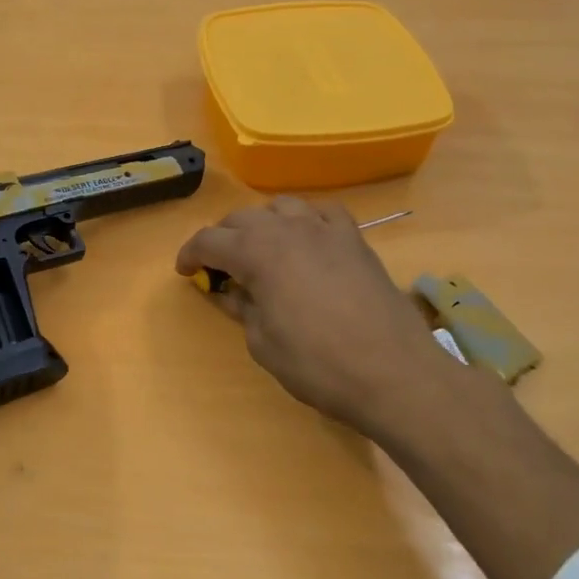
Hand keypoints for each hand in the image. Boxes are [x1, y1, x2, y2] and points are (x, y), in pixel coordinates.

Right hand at [174, 197, 447, 438]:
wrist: (393, 371)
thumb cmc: (317, 364)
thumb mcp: (263, 343)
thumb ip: (243, 309)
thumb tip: (231, 292)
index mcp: (257, 253)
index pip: (210, 240)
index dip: (191, 254)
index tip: (185, 272)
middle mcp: (288, 229)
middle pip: (242, 218)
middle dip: (223, 238)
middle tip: (220, 268)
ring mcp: (326, 230)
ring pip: (281, 207)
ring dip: (262, 224)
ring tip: (262, 250)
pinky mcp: (356, 239)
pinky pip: (323, 213)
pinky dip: (305, 221)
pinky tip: (307, 240)